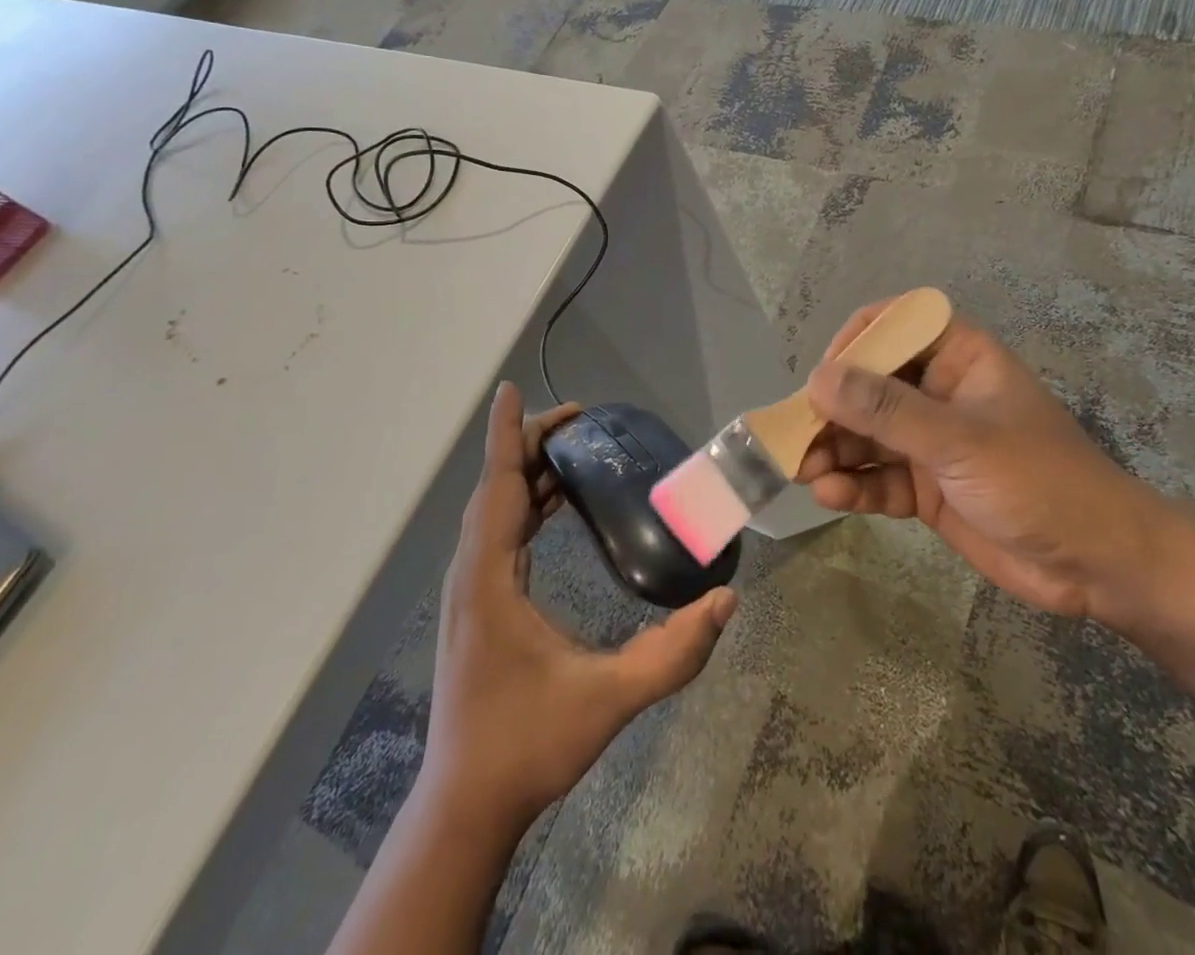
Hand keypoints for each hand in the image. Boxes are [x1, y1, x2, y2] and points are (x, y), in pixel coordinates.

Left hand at [420, 382, 737, 832]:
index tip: (510, 389)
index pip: (498, 486)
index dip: (507, 434)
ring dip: (528, 472)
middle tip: (580, 419)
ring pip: (496, 509)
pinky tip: (556, 505)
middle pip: (498, 487)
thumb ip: (671, 654)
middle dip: (531, 443)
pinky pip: (499, 532)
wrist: (467, 805)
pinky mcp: (479, 604)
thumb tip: (726, 602)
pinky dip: (525, 503)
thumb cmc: (528, 745)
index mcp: (489, 578)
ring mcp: (471, 589)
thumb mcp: (607, 699)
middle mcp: (472, 572)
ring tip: (572, 449)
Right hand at [797, 299, 1172, 621]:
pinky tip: (830, 496)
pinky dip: (854, 485)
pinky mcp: (927, 487)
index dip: (856, 342)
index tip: (825, 375)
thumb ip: (887, 410)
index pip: (895, 325)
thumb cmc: (1040, 481)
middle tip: (795, 435)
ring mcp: (931, 441)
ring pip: (867, 434)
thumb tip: (818, 378)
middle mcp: (939, 392)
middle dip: (832, 410)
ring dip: (834, 449)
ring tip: (802, 470)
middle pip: (869, 385)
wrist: (1100, 566)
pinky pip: (879, 476)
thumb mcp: (960, 440)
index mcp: (959, 358)